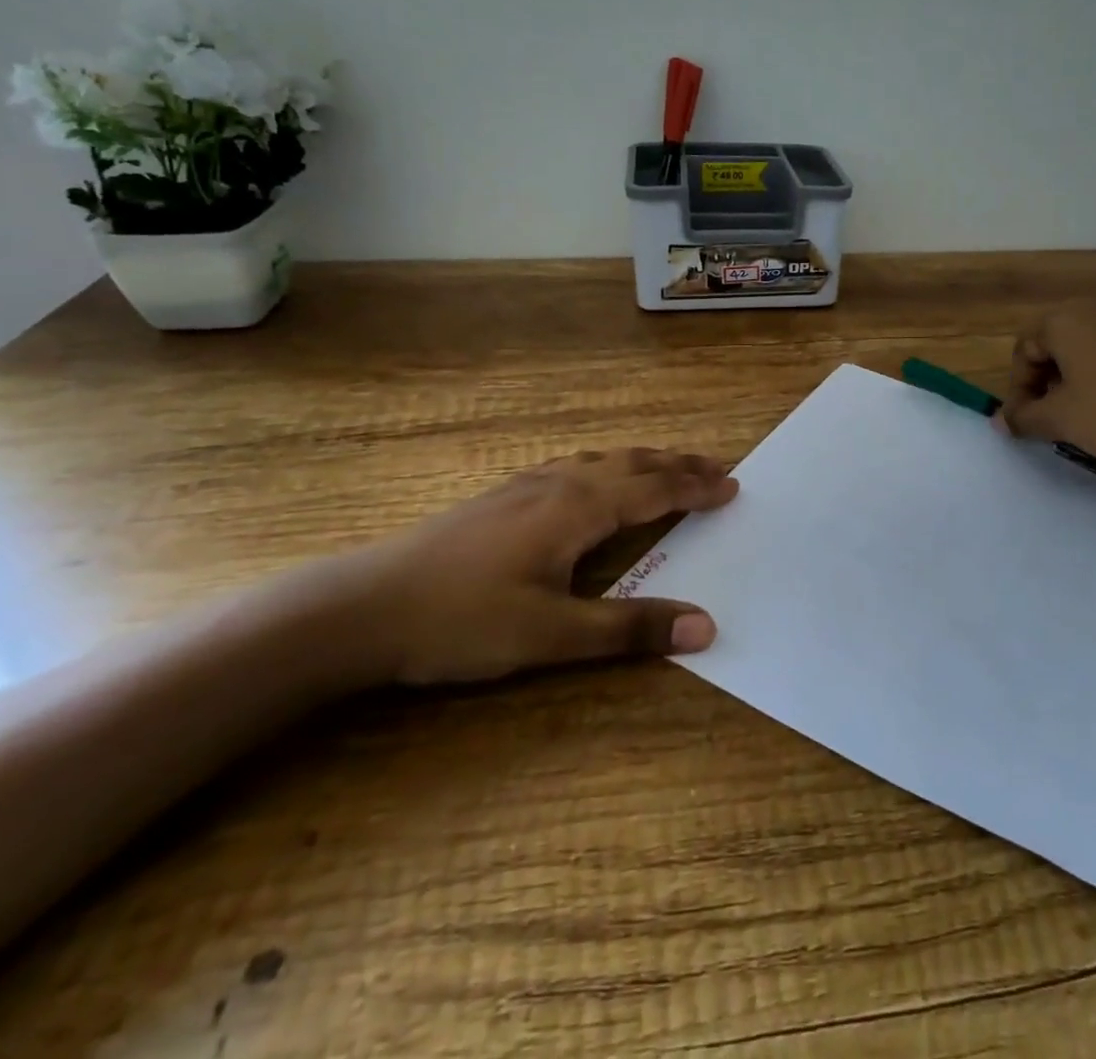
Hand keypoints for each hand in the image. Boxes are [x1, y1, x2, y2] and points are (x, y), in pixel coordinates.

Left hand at [347, 448, 737, 684]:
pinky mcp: (502, 496)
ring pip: (600, 460)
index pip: (654, 490)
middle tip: (717, 465)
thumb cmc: (462, 621)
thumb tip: (706, 626)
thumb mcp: (551, 635)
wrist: (362, 606)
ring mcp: (525, 485)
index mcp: (577, 508)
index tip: (733, 484)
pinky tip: (592, 477)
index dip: (696, 487)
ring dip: (644, 461)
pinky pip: (574, 465)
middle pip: (632, 464)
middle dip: (678, 464)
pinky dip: (607, 465)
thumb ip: (629, 629)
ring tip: (668, 466)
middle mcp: (558, 484)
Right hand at [997, 298, 1095, 495]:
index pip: (1026, 347)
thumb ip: (1024, 417)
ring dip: (1086, 371)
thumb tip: (1000, 421)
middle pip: (1062, 338)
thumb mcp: (1062, 421)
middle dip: (1052, 376)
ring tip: (1095, 409)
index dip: (1019, 386)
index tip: (1026, 420)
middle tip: (1057, 414)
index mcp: (1068, 317)